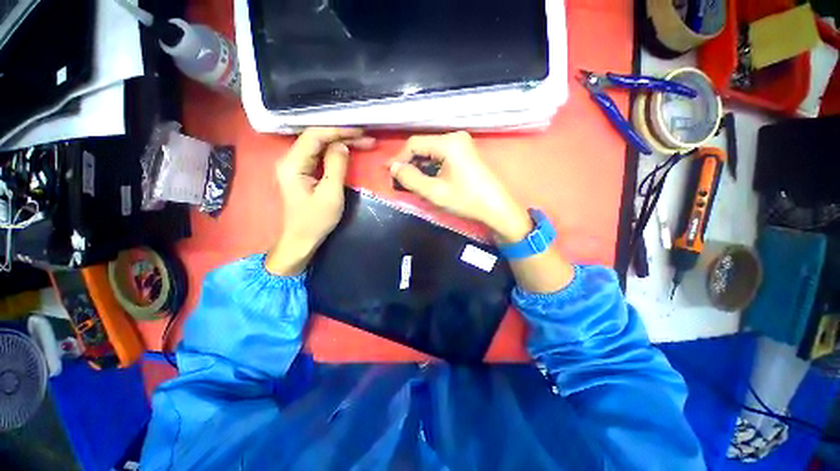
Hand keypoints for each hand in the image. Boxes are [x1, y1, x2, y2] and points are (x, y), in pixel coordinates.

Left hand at [266, 127, 374, 275]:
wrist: (301, 240)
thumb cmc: (315, 221)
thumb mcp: (330, 195)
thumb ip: (336, 167)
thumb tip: (343, 145)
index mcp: (292, 164)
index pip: (314, 136)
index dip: (337, 131)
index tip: (359, 131)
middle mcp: (290, 160)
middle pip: (316, 138)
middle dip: (342, 136)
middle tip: (366, 139)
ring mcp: (296, 166)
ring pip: (319, 146)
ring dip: (341, 143)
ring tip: (363, 143)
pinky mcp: (303, 173)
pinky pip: (320, 156)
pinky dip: (335, 152)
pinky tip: (349, 151)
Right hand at [390, 132, 532, 243]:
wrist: (497, 209)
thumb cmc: (467, 200)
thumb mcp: (435, 192)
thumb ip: (411, 179)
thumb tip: (394, 168)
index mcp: (449, 143)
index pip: (414, 144)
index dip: (398, 157)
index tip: (388, 172)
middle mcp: (456, 138)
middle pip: (423, 146)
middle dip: (409, 163)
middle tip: (399, 179)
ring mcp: (463, 145)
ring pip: (432, 152)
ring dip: (420, 166)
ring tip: (411, 182)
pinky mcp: (466, 154)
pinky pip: (442, 156)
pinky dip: (431, 167)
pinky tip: (427, 179)